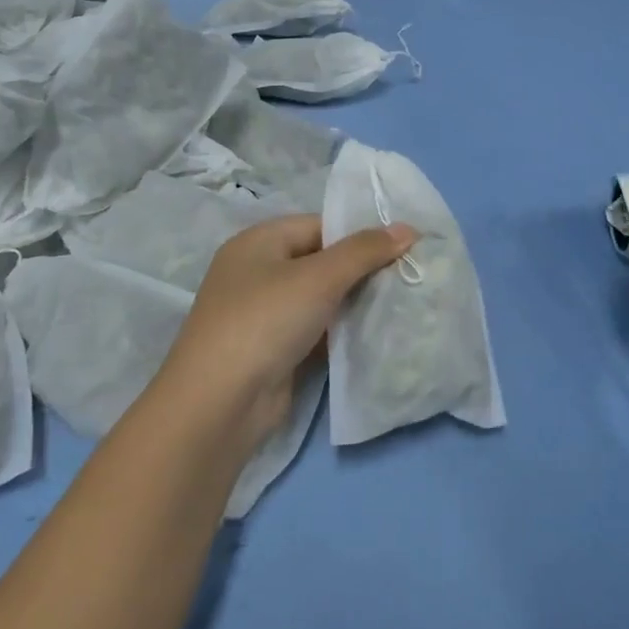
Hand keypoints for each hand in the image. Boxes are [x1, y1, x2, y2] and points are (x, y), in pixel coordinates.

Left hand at [158, 213, 417, 453]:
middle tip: (407, 276)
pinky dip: (341, 331)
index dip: (360, 234)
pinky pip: (315, 329)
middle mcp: (257, 272)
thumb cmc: (266, 321)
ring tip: (400, 302)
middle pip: (320, 261)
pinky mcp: (273, 350)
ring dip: (354, 302)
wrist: (221, 403)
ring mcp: (263, 314)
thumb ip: (364, 251)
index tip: (403, 248)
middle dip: (361, 269)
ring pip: (320, 298)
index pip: (319, 225)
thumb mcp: (319, 277)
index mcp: (258, 242)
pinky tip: (374, 334)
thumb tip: (408, 228)